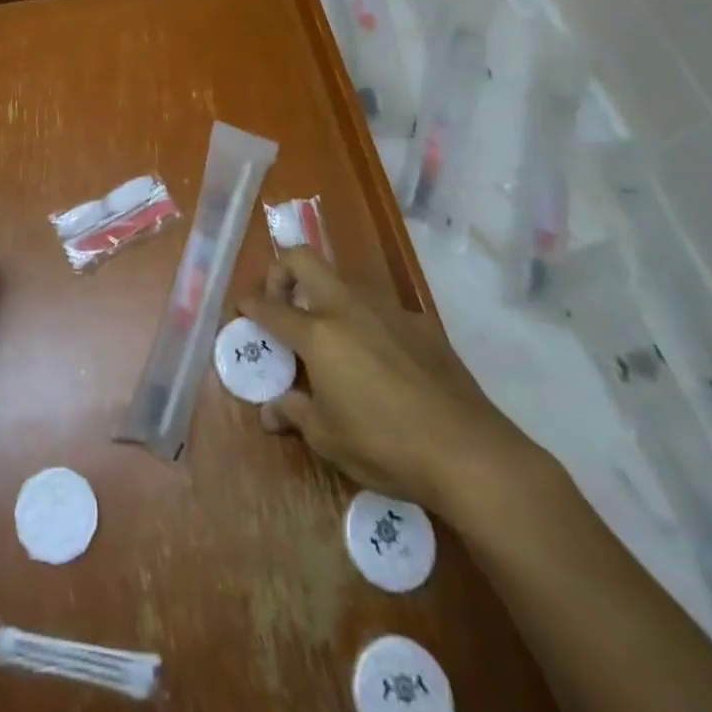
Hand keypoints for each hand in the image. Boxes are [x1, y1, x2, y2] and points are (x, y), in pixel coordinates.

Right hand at [238, 247, 543, 516]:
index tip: (242, 308)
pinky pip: (381, 309)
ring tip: (330, 337)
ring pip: (344, 281)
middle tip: (281, 303)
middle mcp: (348, 308)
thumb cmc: (385, 445)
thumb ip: (294, 413)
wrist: (469, 451)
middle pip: (304, 259)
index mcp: (318, 333)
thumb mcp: (327, 438)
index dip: (250, 305)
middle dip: (282, 271)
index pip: (270, 307)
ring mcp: (388, 310)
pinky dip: (366, 322)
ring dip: (326, 296)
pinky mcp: (421, 323)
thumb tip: (271, 411)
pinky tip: (379, 361)